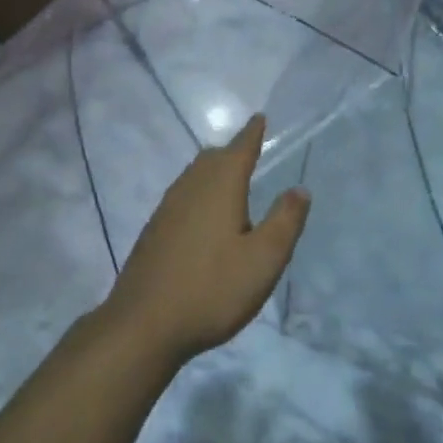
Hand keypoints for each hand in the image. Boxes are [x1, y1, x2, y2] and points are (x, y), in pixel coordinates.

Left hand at [103, 115, 310, 364]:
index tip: (260, 118)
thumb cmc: (212, 288)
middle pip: (213, 158)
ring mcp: (167, 208)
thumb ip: (284, 221)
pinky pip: (182, 196)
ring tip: (227, 179)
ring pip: (194, 175)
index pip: (240, 148)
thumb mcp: (263, 259)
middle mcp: (191, 187)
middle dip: (232, 151)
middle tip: (248, 150)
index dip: (252, 133)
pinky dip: (198, 192)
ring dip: (213, 171)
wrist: (143, 324)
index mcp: (220, 186)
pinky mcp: (154, 231)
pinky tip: (201, 216)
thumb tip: (299, 189)